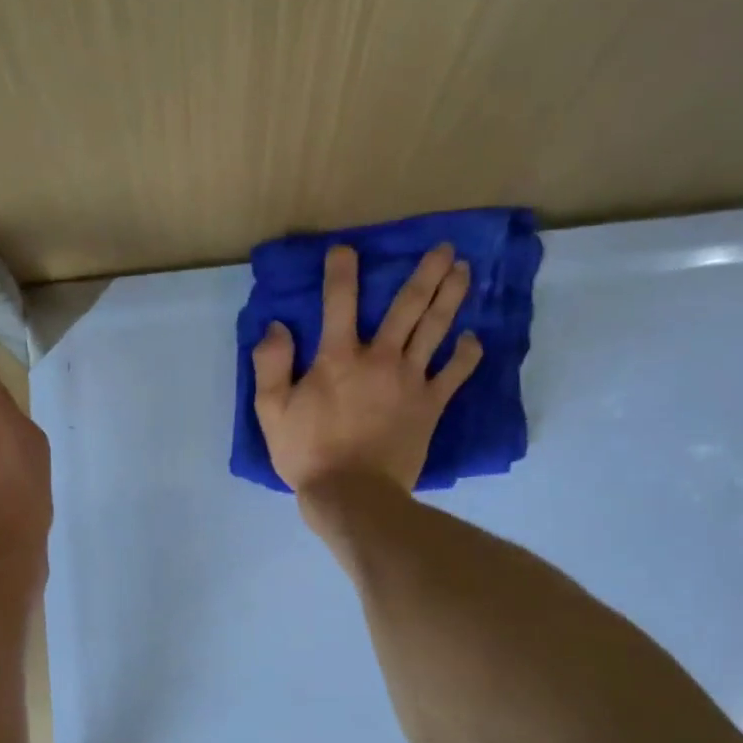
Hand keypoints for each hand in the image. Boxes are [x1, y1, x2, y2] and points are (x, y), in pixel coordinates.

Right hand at [252, 243, 482, 495]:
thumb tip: (276, 326)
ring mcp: (410, 381)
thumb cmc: (307, 454)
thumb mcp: (272, 412)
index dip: (341, 271)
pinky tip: (472, 339)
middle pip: (407, 307)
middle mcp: (379, 358)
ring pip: (435, 329)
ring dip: (450, 297)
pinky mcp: (430, 406)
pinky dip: (466, 354)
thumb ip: (270, 365)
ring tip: (464, 272)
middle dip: (426, 274)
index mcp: (337, 358)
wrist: (351, 494)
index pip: (339, 302)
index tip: (345, 249)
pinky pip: (454, 374)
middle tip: (445, 248)